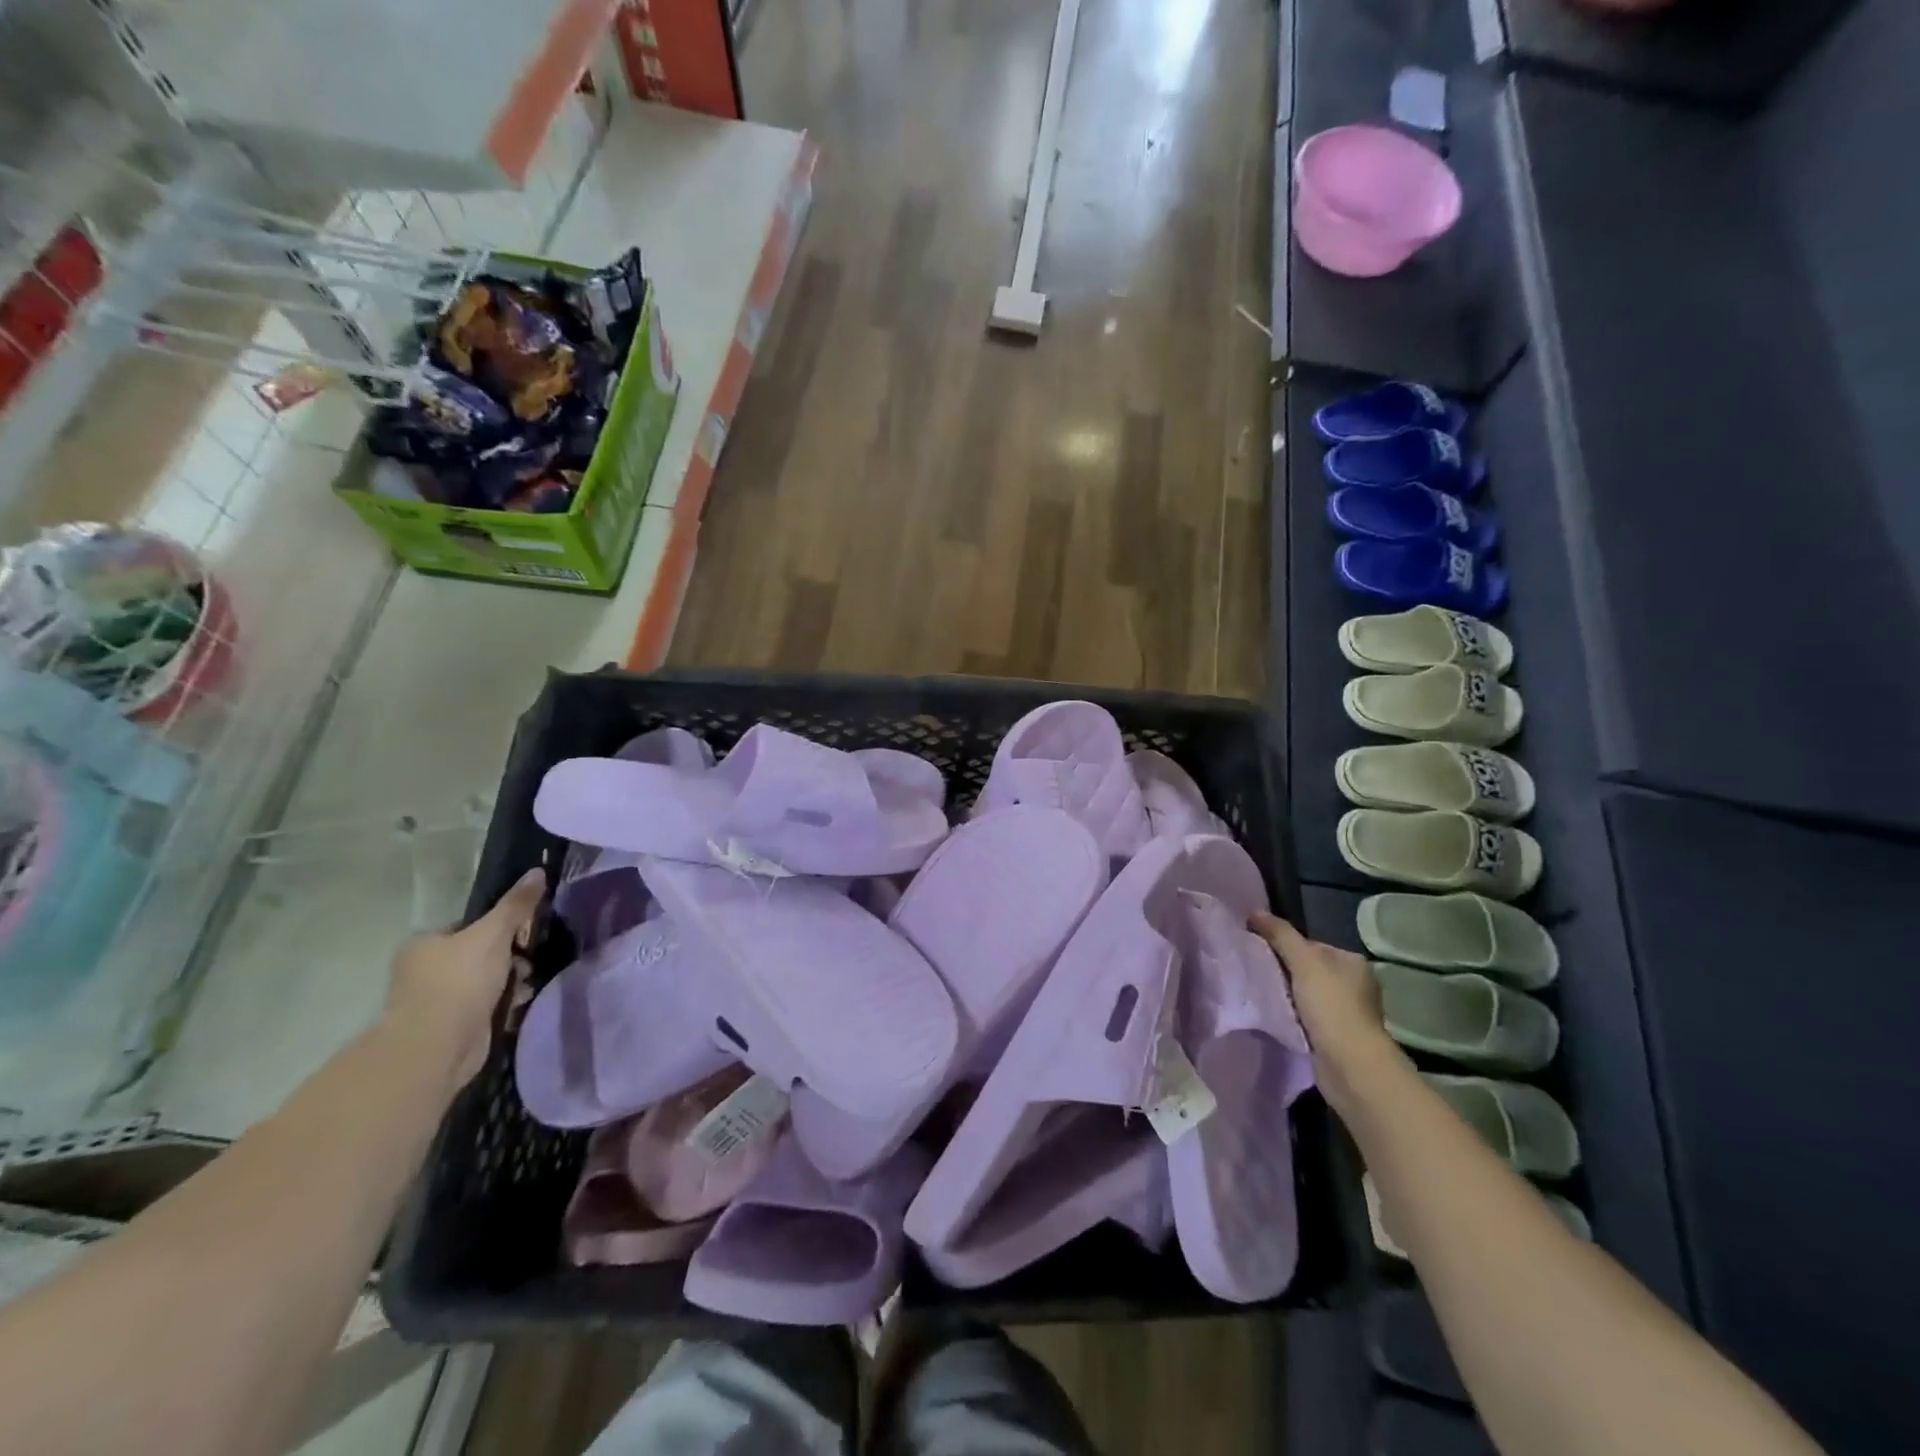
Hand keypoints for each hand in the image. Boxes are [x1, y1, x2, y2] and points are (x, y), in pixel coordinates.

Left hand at [385, 868, 545, 1088]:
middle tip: (530, 957)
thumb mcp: (493, 934)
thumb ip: (516, 905)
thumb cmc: (459, 981)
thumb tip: (537, 871)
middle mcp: (424, 970)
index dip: (499, 926)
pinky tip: (520, 1001)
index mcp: (424, 944)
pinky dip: (504, 1003)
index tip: (524, 932)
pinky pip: (486, 1005)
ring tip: (529, 981)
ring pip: (486, 980)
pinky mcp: (452, 1026)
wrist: (438, 1046)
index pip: (468, 926)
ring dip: (510, 980)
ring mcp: (437, 1000)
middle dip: (509, 956)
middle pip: (480, 953)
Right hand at [1250, 912, 1396, 1108]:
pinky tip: (1278, 1019)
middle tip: (1256, 975)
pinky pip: (1307, 1018)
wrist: (1350, 1064)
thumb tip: (1253, 910)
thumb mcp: (1303, 961)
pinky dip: (1293, 1017)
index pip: (1310, 945)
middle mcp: (1356, 985)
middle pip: (1308, 970)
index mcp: (1352, 962)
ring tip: (1262, 997)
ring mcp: (1348, 1013)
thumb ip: (1279, 934)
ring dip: (1287, 997)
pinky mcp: (1338, 1038)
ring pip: (1306, 995)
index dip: (1284, 947)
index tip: (1260, 953)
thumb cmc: (1330, 1005)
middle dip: (1284, 973)